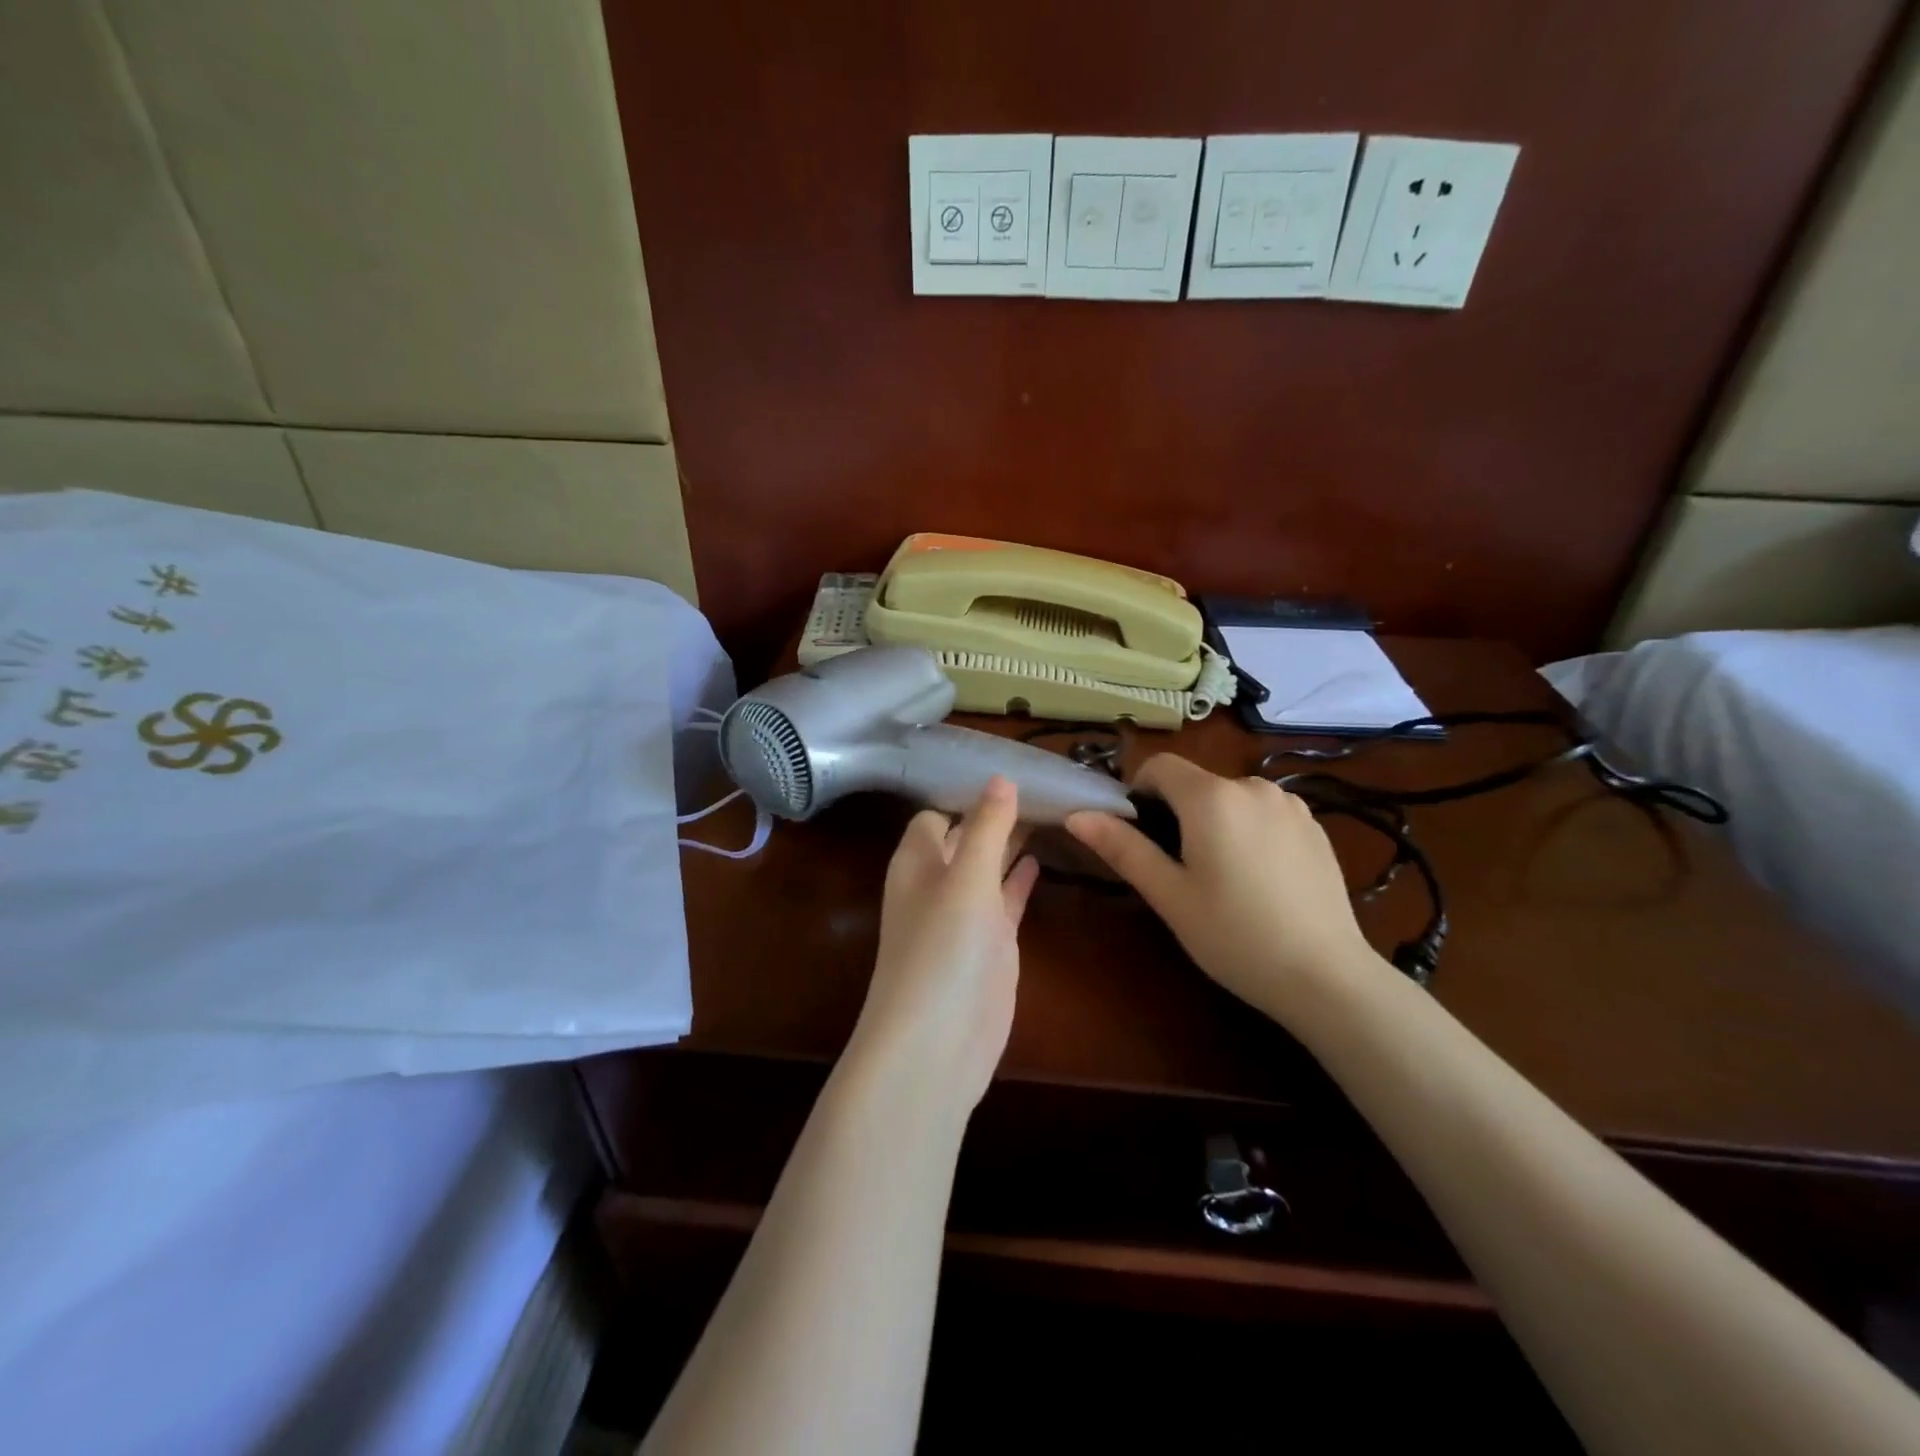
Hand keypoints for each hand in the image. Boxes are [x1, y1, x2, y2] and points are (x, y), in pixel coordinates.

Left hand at [843, 776, 1039, 1120]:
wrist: (936, 1044)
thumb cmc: (944, 949)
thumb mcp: (966, 878)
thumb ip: (987, 828)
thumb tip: (1001, 779)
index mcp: (918, 861)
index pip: (937, 813)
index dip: (968, 793)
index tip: (1011, 770)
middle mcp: (937, 883)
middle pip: (966, 837)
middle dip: (996, 815)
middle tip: (1044, 786)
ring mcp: (964, 917)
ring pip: (987, 867)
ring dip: (1011, 844)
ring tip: (1051, 813)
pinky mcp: (988, 946)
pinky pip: (1003, 901)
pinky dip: (1018, 881)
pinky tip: (1040, 861)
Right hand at [1065, 755, 1380, 1024]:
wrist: (1326, 977)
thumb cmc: (1234, 935)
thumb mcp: (1169, 895)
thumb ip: (1123, 847)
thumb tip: (1078, 815)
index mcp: (1212, 797)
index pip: (1159, 766)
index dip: (1138, 792)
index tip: (1139, 836)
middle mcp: (1253, 786)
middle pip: (1196, 783)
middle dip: (1177, 814)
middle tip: (1179, 871)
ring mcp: (1290, 805)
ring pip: (1231, 798)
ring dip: (1215, 822)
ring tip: (1224, 879)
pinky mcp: (1315, 826)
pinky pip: (1264, 814)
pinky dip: (1249, 832)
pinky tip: (1261, 881)